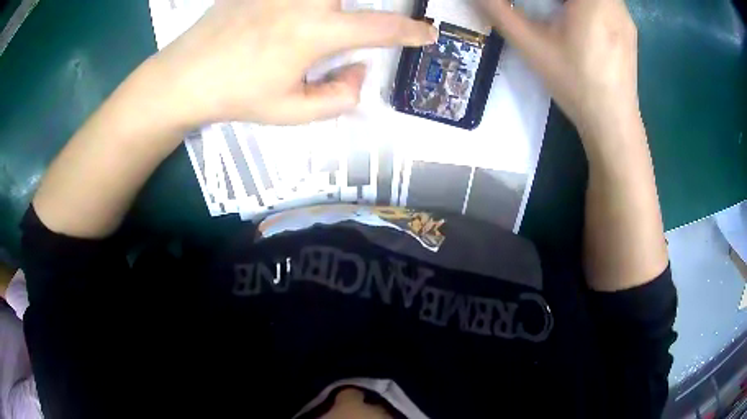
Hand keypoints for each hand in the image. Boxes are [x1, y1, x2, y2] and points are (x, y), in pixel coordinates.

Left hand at [152, 0, 436, 125]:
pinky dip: (302, 4)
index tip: (427, 35)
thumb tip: (361, 72)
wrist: (184, 76)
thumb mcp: (290, 112)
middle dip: (367, 8)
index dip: (411, 33)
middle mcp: (305, 0)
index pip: (381, 28)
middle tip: (349, 31)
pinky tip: (290, 16)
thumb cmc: (236, 96)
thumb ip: (338, 97)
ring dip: (332, 7)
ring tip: (318, 29)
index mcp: (316, 33)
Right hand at [480, 0, 640, 141]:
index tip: (537, 6)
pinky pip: (607, 3)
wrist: (612, 124)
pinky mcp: (630, 31)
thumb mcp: (532, 46)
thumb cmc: (575, 84)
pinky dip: (590, 4)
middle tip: (546, 8)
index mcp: (593, 0)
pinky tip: (581, 22)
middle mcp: (614, 3)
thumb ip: (500, 13)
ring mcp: (625, 17)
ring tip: (560, 12)